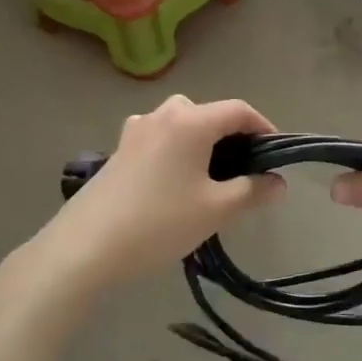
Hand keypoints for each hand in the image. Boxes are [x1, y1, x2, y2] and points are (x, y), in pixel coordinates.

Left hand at [31, 96, 284, 292]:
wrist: (83, 249)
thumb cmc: (159, 223)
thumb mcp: (216, 210)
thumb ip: (253, 191)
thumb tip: (278, 182)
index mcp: (190, 121)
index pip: (239, 110)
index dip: (264, 128)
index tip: (276, 155)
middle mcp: (162, 115)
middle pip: (208, 114)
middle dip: (232, 137)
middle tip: (244, 171)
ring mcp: (135, 131)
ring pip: (181, 126)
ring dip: (202, 144)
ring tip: (211, 181)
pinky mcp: (117, 151)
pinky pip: (159, 141)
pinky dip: (177, 153)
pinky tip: (175, 188)